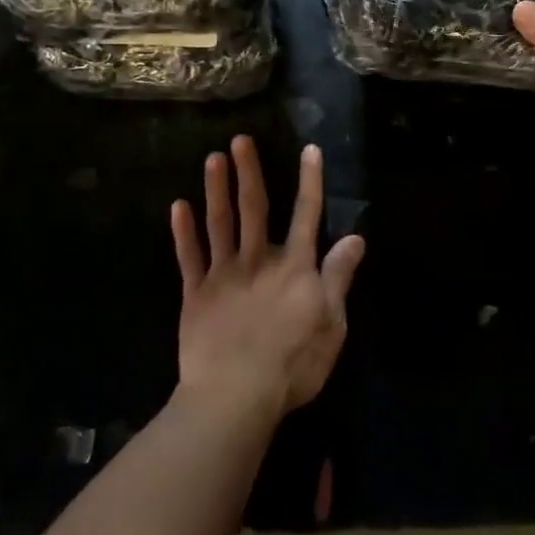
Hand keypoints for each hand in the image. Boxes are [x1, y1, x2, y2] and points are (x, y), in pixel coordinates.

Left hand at [171, 137, 364, 417]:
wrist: (235, 394)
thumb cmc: (293, 363)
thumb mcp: (331, 323)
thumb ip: (339, 277)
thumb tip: (355, 237)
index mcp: (295, 267)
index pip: (307, 215)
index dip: (310, 181)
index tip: (309, 150)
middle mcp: (259, 260)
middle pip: (255, 208)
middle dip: (249, 172)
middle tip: (240, 140)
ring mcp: (224, 274)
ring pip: (220, 223)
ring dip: (216, 190)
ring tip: (212, 158)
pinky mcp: (196, 294)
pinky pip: (189, 256)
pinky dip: (183, 231)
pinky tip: (178, 206)